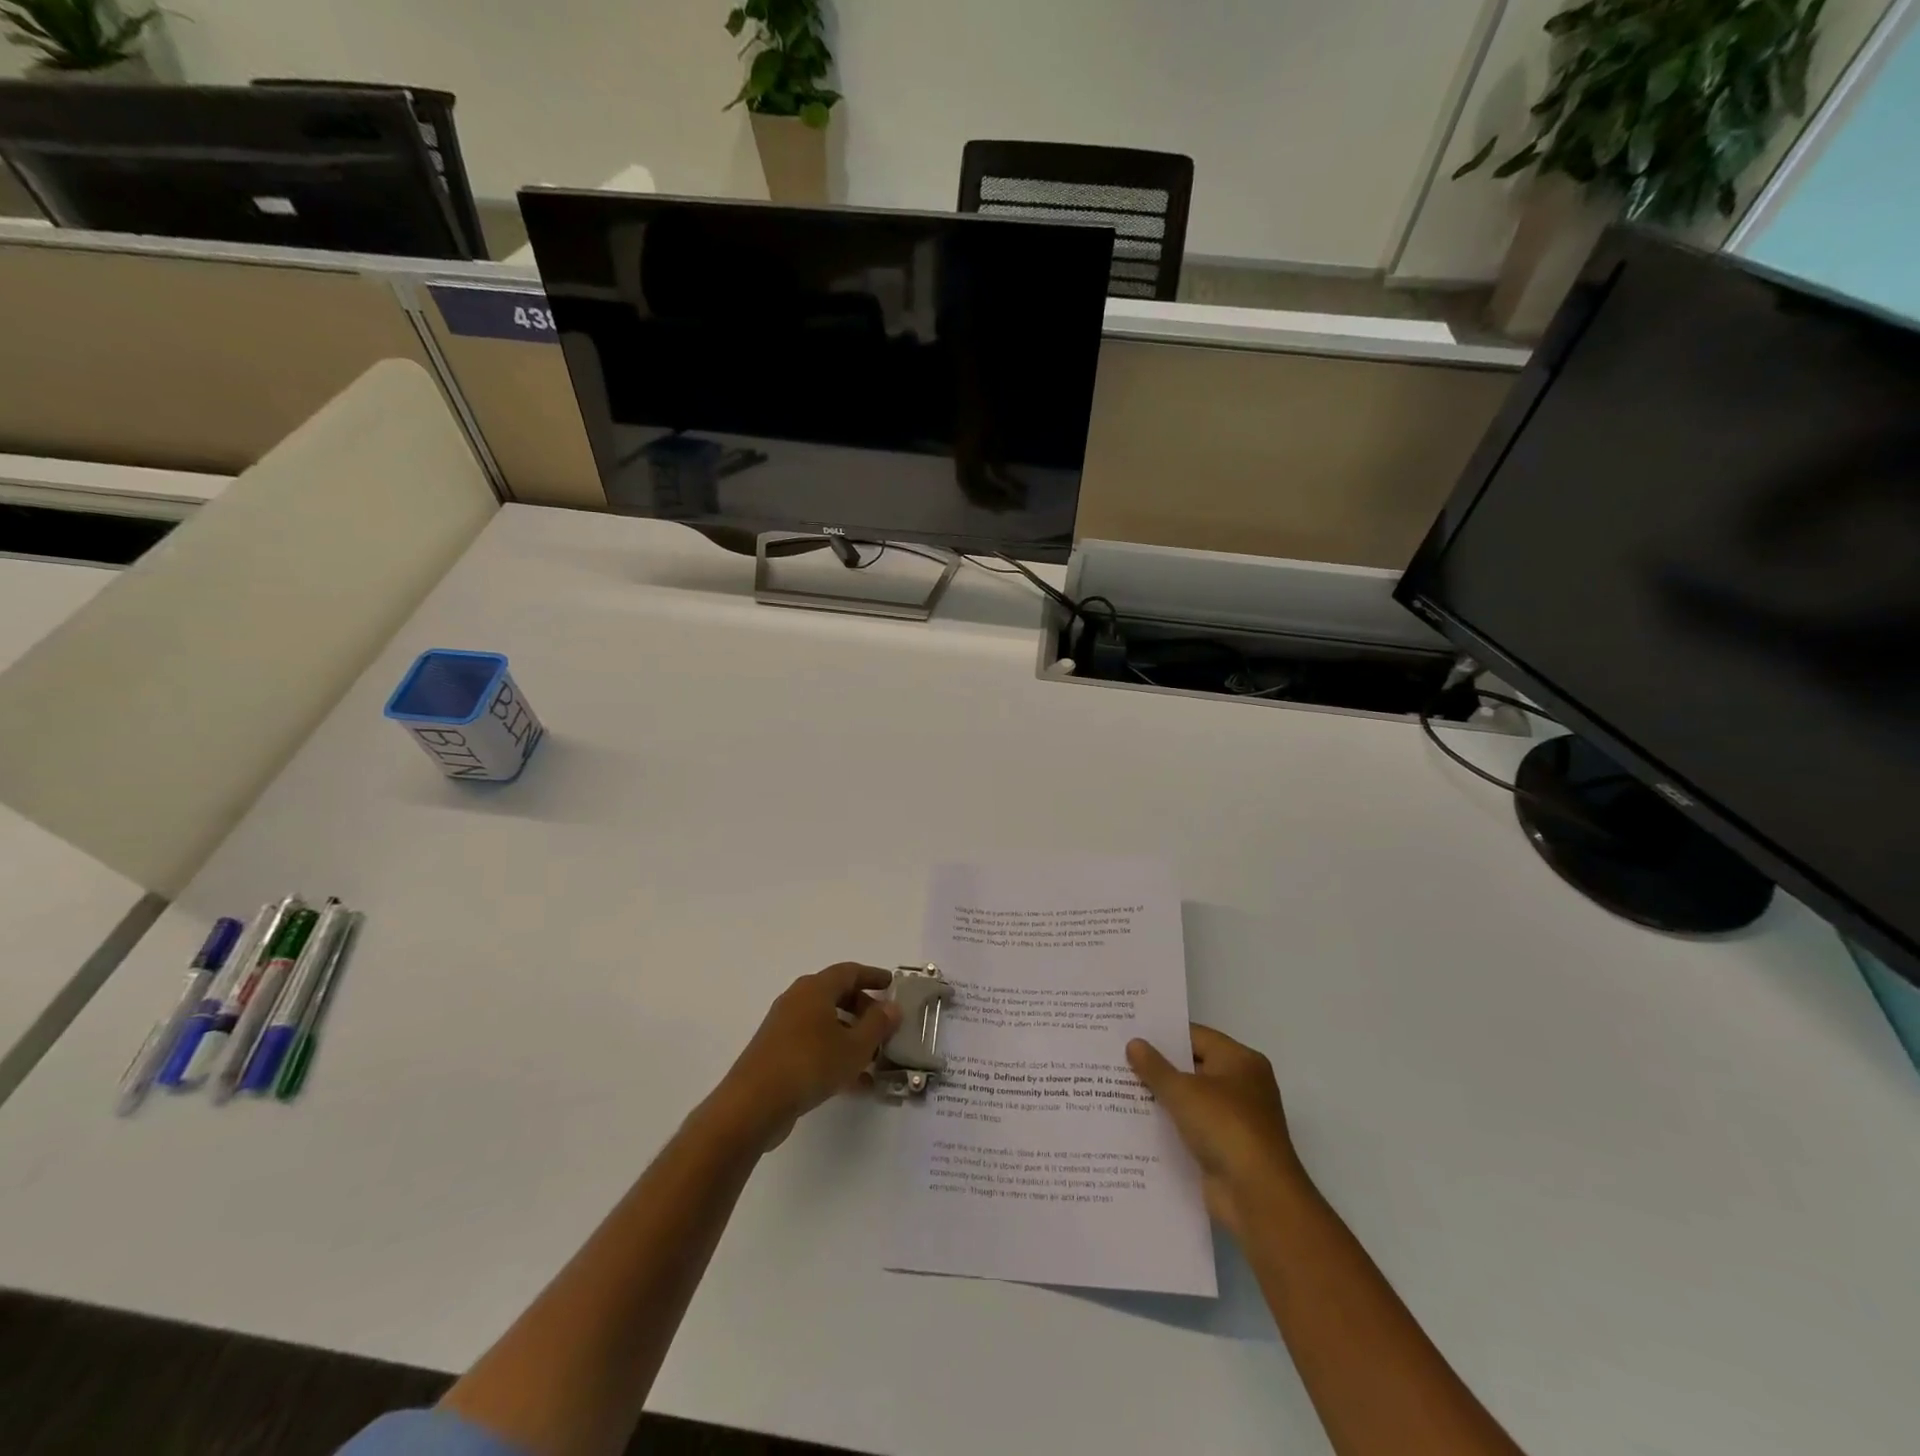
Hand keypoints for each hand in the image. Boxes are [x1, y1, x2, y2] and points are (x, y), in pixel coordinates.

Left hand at [714, 964, 901, 1150]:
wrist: (754, 1104)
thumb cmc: (810, 1064)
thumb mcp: (855, 1046)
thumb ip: (878, 1025)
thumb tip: (892, 1008)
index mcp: (815, 989)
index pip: (849, 972)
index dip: (873, 976)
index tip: (892, 985)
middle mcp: (797, 1000)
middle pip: (836, 995)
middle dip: (863, 1008)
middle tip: (884, 1025)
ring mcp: (784, 1027)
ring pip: (825, 1023)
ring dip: (850, 1035)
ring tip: (874, 1058)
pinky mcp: (776, 1053)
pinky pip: (813, 1045)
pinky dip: (834, 1054)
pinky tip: (855, 1083)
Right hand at [1127, 1024, 1307, 1239]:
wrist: (1257, 1196)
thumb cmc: (1225, 1127)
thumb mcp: (1183, 1091)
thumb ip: (1155, 1067)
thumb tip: (1133, 1043)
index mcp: (1240, 1061)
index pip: (1196, 1036)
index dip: (1163, 1035)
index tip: (1129, 1032)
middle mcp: (1242, 1085)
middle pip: (1193, 1067)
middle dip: (1158, 1066)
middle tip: (1118, 1057)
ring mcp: (1235, 1119)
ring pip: (1190, 1099)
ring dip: (1162, 1097)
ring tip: (1119, 1087)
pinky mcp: (1226, 1148)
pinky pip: (1191, 1127)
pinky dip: (1170, 1125)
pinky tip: (1137, 1123)